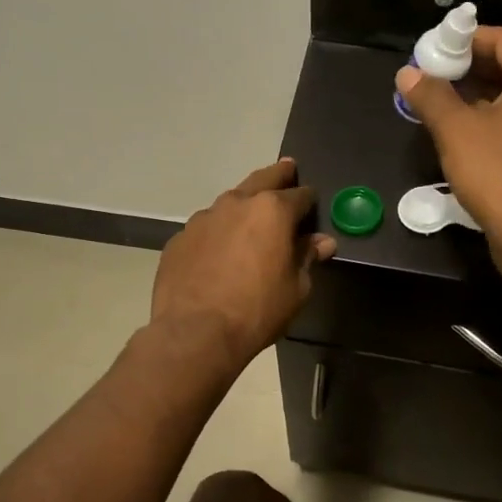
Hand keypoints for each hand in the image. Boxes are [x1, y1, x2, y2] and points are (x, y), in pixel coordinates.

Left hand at [150, 158, 335, 369]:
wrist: (195, 332)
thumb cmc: (257, 310)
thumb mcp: (296, 288)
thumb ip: (307, 258)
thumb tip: (322, 242)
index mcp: (272, 211)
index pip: (300, 195)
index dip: (309, 200)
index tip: (313, 205)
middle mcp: (236, 203)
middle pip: (262, 179)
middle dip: (278, 175)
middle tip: (287, 169)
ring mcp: (203, 219)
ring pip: (230, 202)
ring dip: (243, 206)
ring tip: (250, 218)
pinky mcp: (179, 239)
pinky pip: (206, 229)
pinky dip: (217, 233)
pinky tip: (218, 253)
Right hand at [395, 27, 501, 238]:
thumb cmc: (498, 172)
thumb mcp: (456, 130)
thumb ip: (431, 96)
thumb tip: (408, 73)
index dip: (467, 39)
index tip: (435, 48)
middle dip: (469, 67)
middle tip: (432, 74)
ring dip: (477, 94)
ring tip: (439, 101)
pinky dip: (491, 118)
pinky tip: (461, 131)